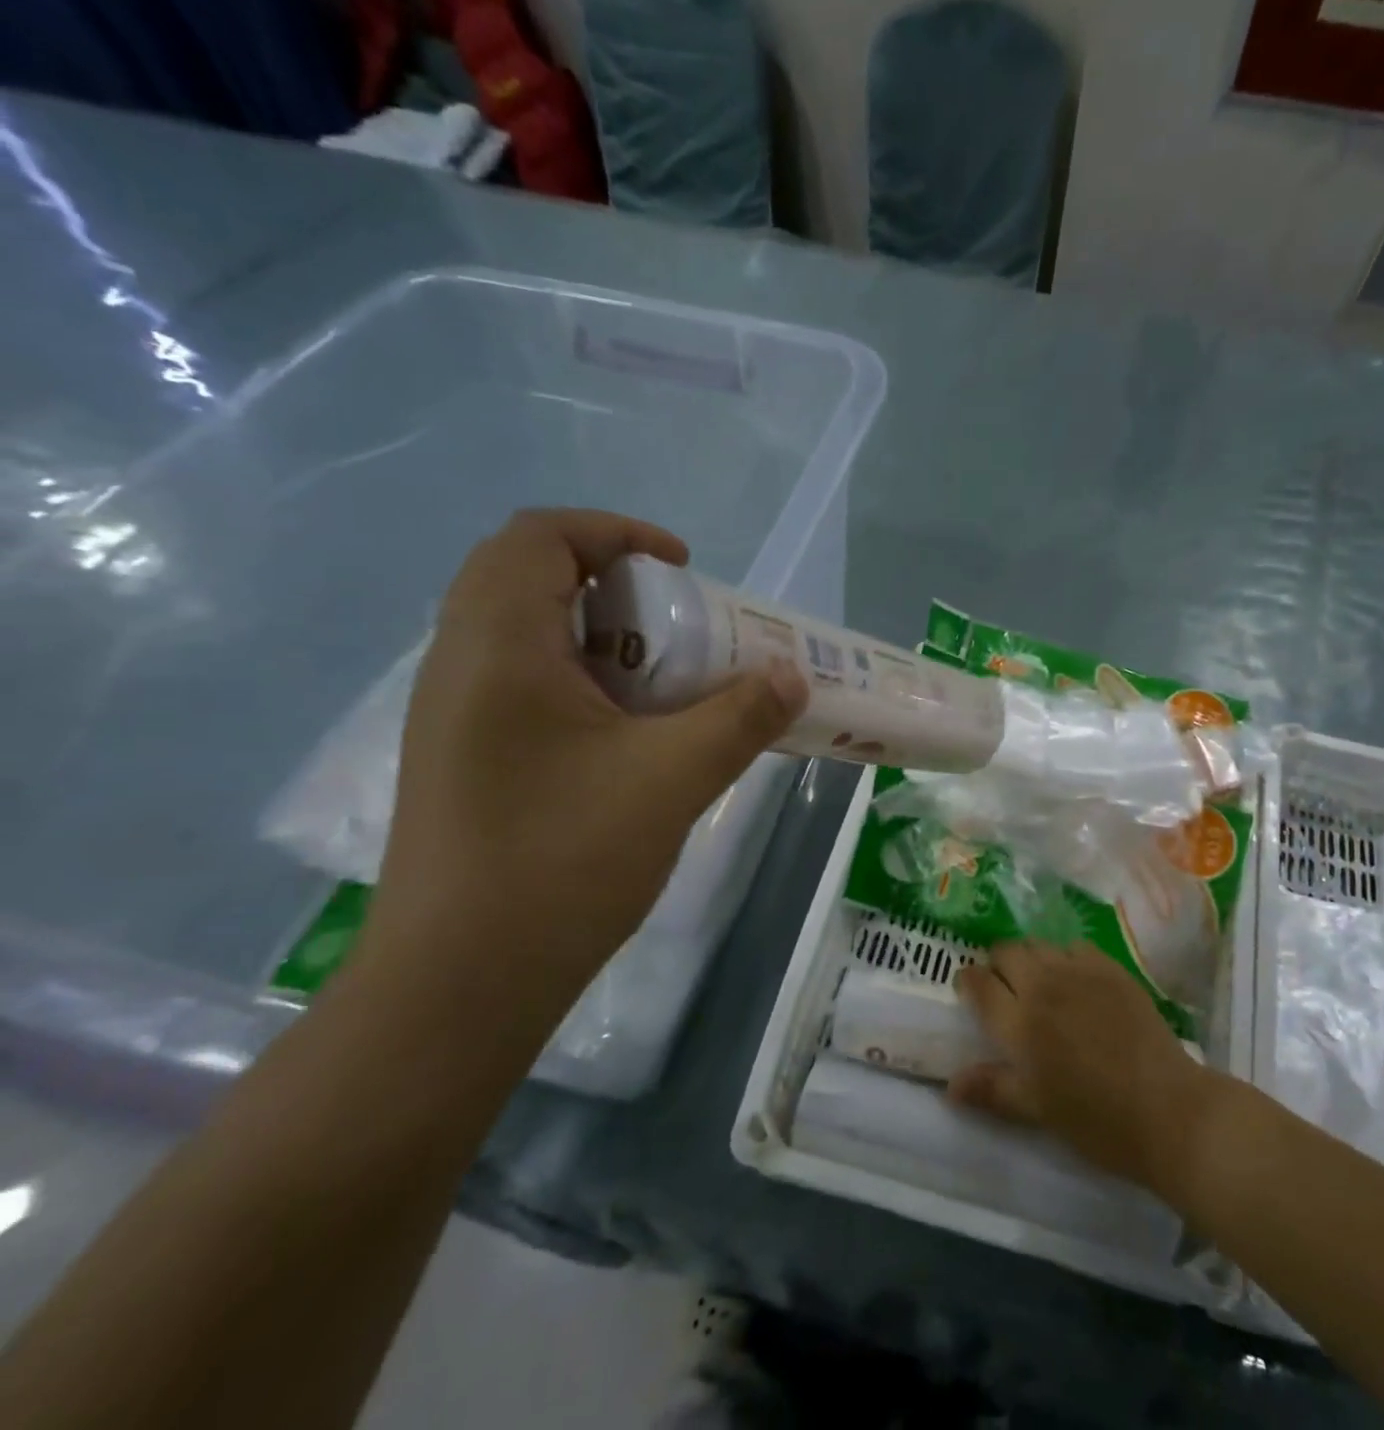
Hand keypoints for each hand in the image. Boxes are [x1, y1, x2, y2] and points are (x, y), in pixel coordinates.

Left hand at [371, 509, 807, 979]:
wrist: (459, 985)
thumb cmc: (562, 861)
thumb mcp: (671, 779)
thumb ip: (740, 717)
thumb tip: (793, 676)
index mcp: (498, 647)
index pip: (540, 536)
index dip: (617, 533)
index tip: (684, 569)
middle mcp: (460, 665)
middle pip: (527, 575)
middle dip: (614, 584)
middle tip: (679, 625)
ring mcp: (453, 715)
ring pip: (525, 633)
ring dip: (600, 635)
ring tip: (665, 679)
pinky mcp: (463, 758)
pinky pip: (522, 683)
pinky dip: (581, 679)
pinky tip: (629, 735)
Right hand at [949, 943, 1210, 1191]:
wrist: (1168, 1109)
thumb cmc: (1097, 1121)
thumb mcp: (1038, 1111)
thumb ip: (993, 1089)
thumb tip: (950, 1084)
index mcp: (1019, 1024)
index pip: (979, 984)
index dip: (967, 981)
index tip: (968, 988)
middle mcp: (1044, 987)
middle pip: (1007, 952)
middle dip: (997, 964)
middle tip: (1004, 987)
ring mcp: (1080, 972)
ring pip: (1039, 944)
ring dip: (1030, 957)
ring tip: (1039, 982)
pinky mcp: (1112, 969)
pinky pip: (1076, 947)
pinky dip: (1066, 957)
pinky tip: (1076, 981)